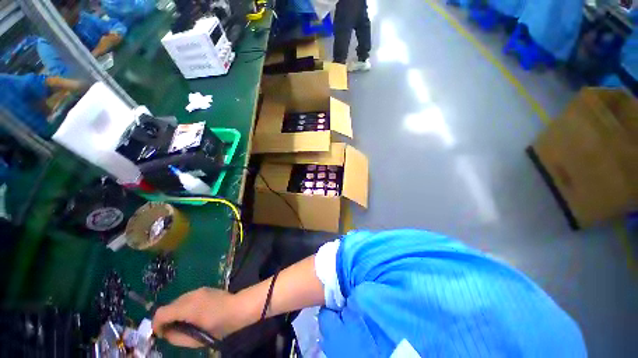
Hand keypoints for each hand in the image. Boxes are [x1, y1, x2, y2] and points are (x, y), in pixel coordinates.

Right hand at [152, 287, 253, 347]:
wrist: (239, 307)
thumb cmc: (220, 326)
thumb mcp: (196, 340)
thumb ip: (177, 338)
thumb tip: (166, 333)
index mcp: (188, 307)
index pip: (161, 313)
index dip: (156, 325)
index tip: (160, 334)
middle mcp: (191, 295)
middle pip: (169, 306)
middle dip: (166, 319)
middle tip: (172, 331)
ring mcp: (198, 290)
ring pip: (177, 301)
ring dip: (175, 312)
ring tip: (183, 323)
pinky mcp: (204, 289)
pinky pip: (187, 298)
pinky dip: (183, 307)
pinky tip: (192, 314)